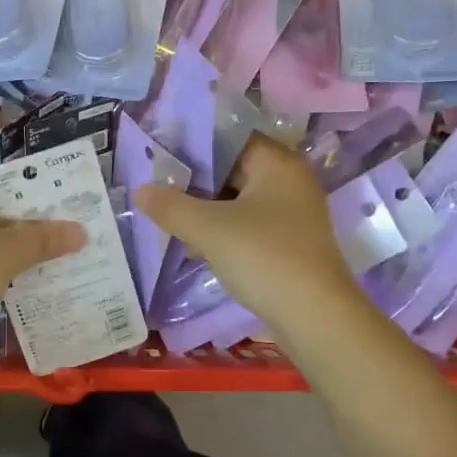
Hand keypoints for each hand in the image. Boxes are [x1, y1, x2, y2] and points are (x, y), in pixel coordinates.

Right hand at [136, 135, 362, 337]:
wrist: (315, 317)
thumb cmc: (264, 258)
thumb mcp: (210, 229)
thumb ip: (172, 206)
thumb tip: (141, 190)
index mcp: (277, 163)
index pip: (229, 138)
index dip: (193, 145)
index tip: (158, 157)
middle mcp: (289, 181)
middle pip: (233, 169)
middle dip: (194, 181)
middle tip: (156, 188)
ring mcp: (291, 215)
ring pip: (237, 201)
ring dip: (205, 210)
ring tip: (167, 218)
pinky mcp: (287, 244)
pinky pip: (246, 226)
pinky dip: (221, 231)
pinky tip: (194, 246)